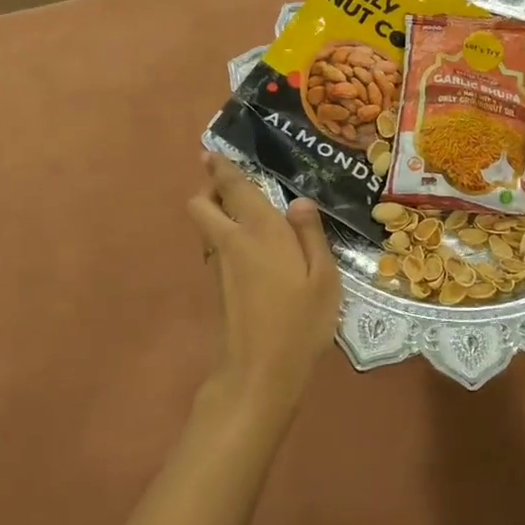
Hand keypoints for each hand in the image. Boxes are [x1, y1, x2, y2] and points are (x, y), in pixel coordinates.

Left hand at [188, 152, 341, 426]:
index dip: (221, 167)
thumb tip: (299, 202)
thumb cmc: (300, 322)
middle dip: (209, 188)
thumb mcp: (324, 278)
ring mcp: (220, 267)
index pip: (233, 188)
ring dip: (218, 213)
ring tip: (252, 215)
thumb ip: (311, 236)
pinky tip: (258, 251)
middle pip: (201, 204)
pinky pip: (217, 249)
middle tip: (234, 185)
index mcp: (260, 232)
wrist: (260, 374)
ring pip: (207, 227)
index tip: (212, 151)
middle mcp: (232, 242)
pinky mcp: (218, 288)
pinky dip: (227, 238)